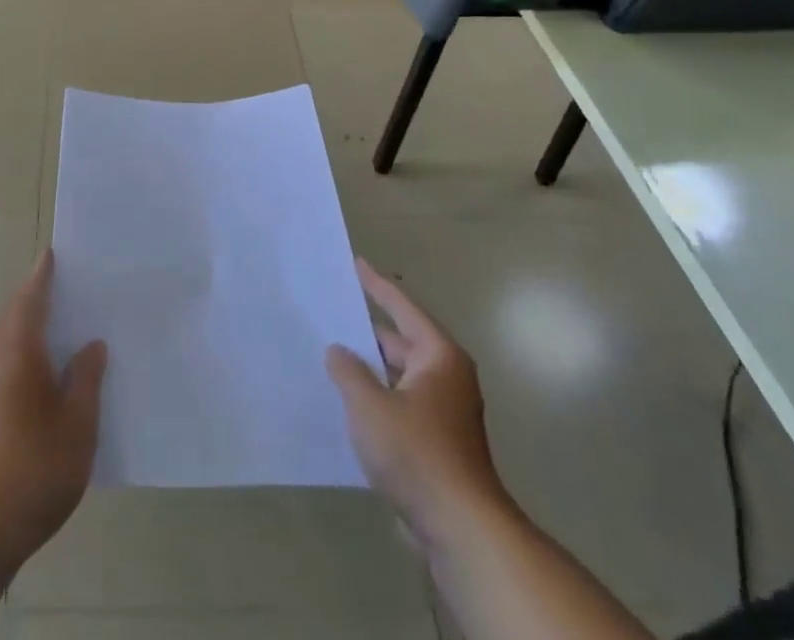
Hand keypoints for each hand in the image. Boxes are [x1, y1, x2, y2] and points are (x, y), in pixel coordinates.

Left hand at [0, 251, 106, 565]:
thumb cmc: (36, 465)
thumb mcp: (78, 422)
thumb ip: (86, 378)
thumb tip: (91, 346)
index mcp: (20, 350)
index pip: (31, 300)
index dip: (42, 276)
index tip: (51, 254)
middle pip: (13, 315)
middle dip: (33, 297)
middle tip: (60, 285)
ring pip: (5, 340)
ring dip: (25, 324)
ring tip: (56, 324)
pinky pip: (4, 362)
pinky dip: (22, 350)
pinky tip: (44, 372)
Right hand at [326, 258, 500, 540]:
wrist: (461, 529)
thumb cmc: (416, 453)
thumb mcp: (369, 405)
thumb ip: (348, 371)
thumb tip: (338, 351)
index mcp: (439, 356)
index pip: (402, 308)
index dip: (376, 285)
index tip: (356, 264)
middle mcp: (447, 377)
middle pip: (402, 342)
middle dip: (368, 332)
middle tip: (333, 314)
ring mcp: (446, 413)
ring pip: (400, 377)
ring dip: (371, 370)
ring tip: (334, 357)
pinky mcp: (439, 444)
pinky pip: (402, 405)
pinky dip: (380, 398)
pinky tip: (352, 405)